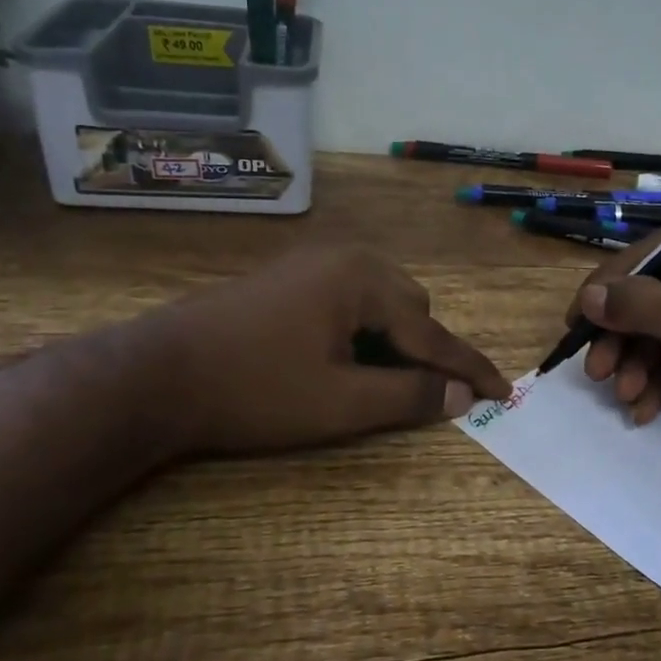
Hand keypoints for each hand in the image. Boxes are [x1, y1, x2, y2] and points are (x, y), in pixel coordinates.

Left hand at [146, 245, 510, 456]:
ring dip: (392, 340)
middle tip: (418, 395)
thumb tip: (462, 396)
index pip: (432, 332)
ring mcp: (313, 262)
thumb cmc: (255, 390)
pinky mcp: (289, 276)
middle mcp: (345, 257)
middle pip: (411, 307)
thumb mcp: (340, 404)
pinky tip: (340, 357)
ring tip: (374, 380)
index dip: (468, 367)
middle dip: (422, 350)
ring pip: (380, 301)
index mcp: (364, 279)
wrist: (155, 374)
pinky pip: (349, 298)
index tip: (504, 390)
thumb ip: (409, 396)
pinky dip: (361, 329)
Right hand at [566, 215, 660, 462]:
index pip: (649, 255)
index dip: (607, 289)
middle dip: (622, 337)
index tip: (576, 322)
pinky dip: (659, 381)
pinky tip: (643, 408)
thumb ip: (641, 306)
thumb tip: (589, 297)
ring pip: (659, 331)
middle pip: (649, 296)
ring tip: (624, 395)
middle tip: (596, 372)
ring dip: (637, 365)